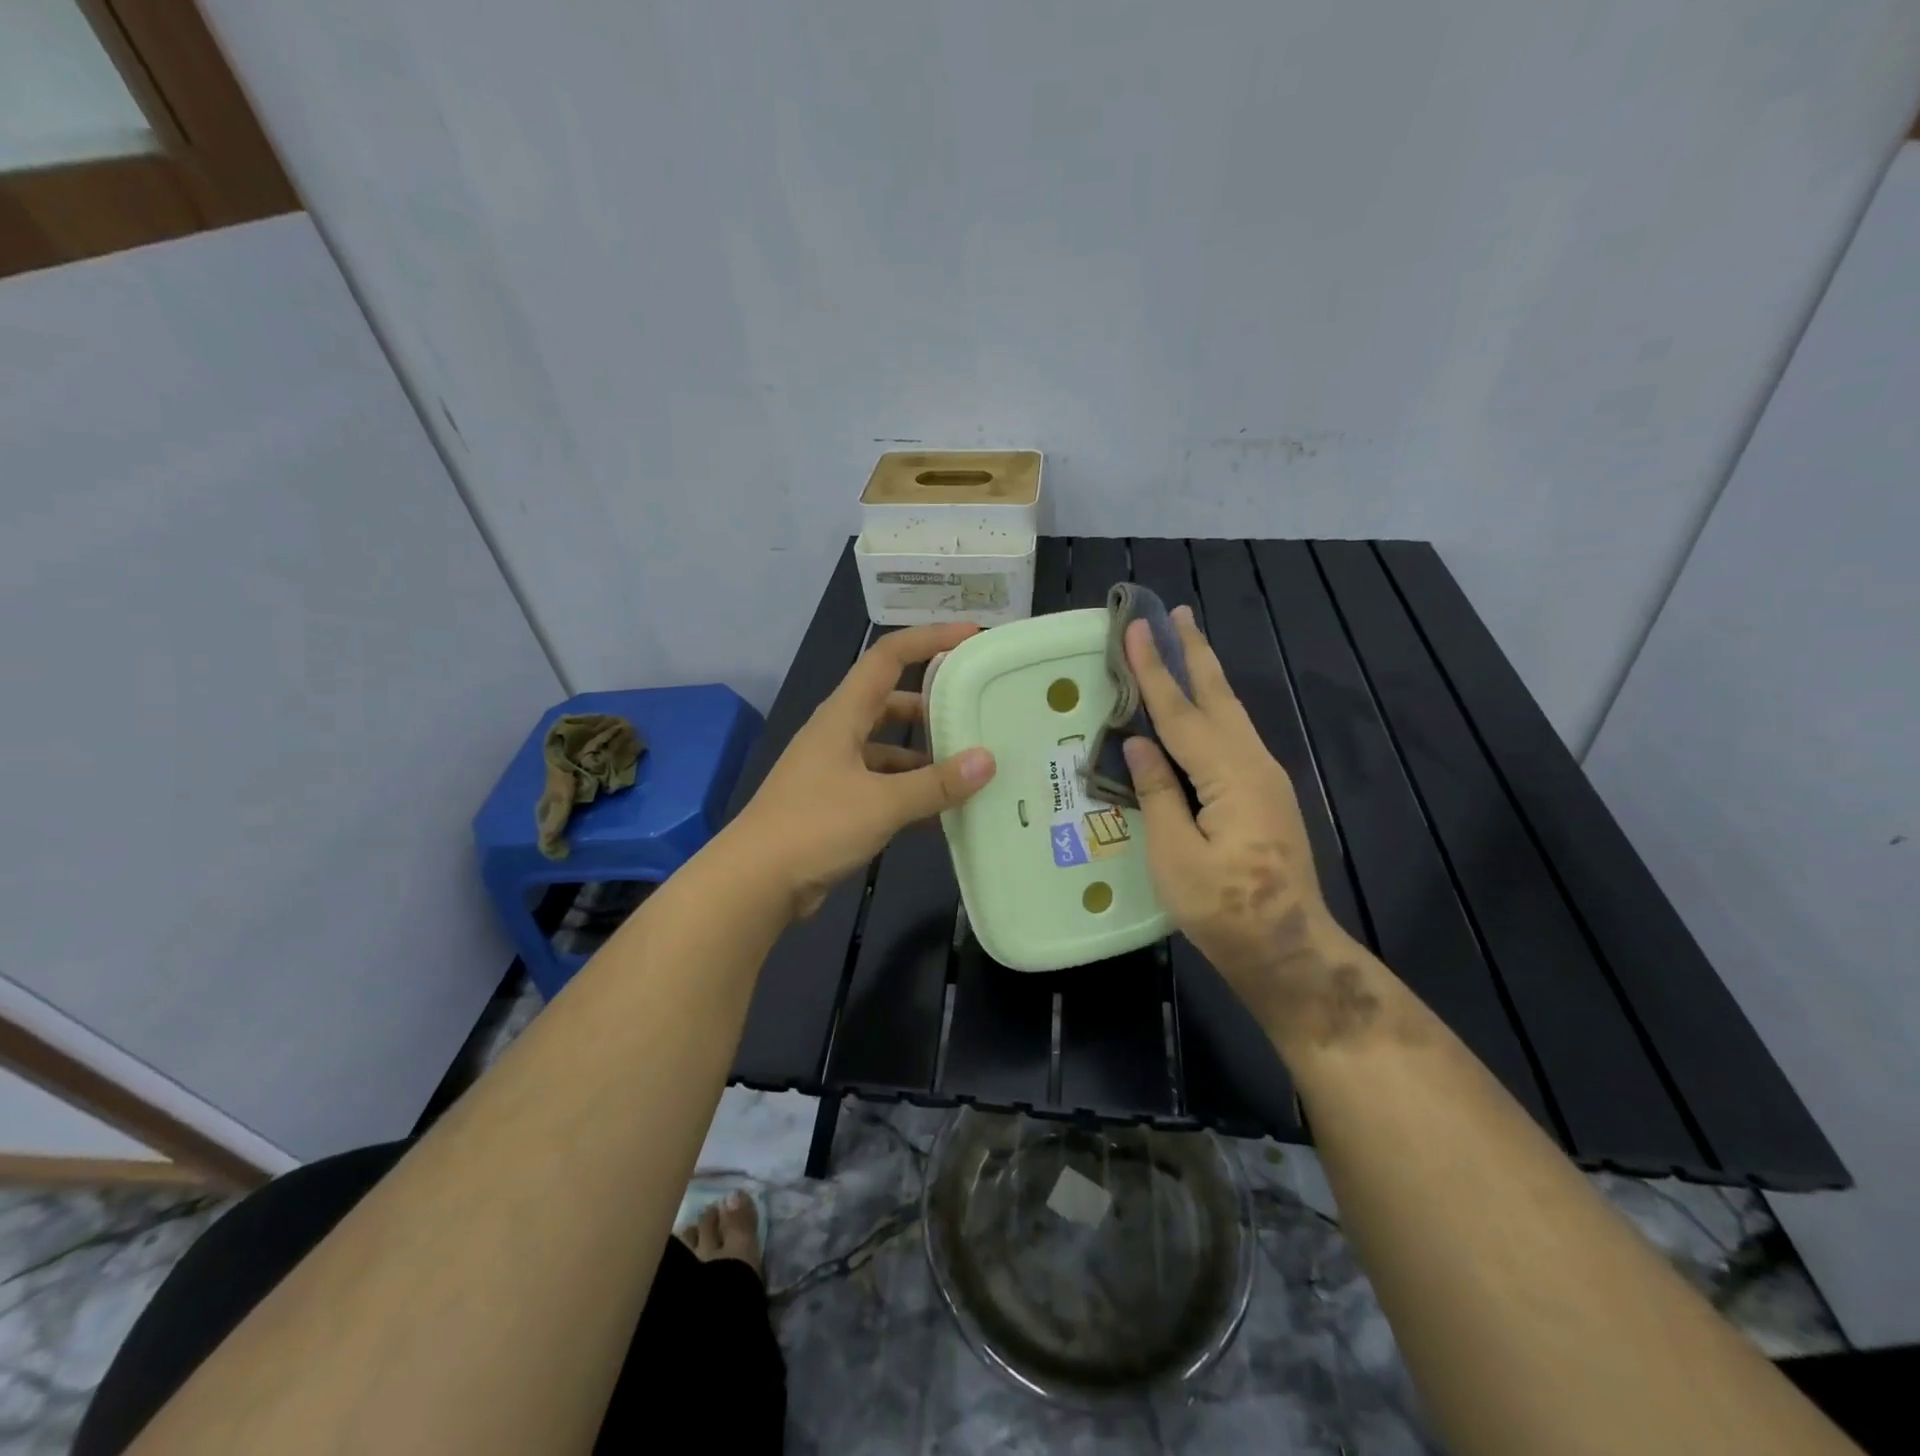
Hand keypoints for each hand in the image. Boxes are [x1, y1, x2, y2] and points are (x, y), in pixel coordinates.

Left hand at [733, 623, 996, 917]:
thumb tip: (987, 761)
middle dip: (932, 702)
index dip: (928, 639)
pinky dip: (910, 791)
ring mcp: (835, 769)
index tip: (970, 636)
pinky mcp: (835, 803)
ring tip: (969, 764)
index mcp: (842, 715)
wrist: (754, 882)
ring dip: (924, 754)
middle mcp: (838, 733)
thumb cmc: (814, 827)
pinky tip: (942, 812)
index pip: (887, 657)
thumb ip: (935, 783)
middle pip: (891, 701)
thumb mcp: (882, 803)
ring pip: (888, 747)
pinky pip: (882, 784)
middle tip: (975, 708)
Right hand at [1122, 608, 1372, 1045]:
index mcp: (1230, 777)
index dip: (1155, 671)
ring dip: (1206, 676)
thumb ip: (1159, 794)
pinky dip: (1212, 709)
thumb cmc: (1225, 910)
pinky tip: (1201, 709)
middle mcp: (1254, 765)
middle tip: (1176, 612)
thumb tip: (1140, 745)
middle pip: (1218, 698)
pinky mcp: (1265, 795)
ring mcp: (1265, 779)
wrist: (1288, 948)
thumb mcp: (1175, 857)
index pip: (1182, 713)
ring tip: (1185, 643)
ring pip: (1231, 714)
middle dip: (1193, 653)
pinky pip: (1233, 736)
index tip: (1136, 628)